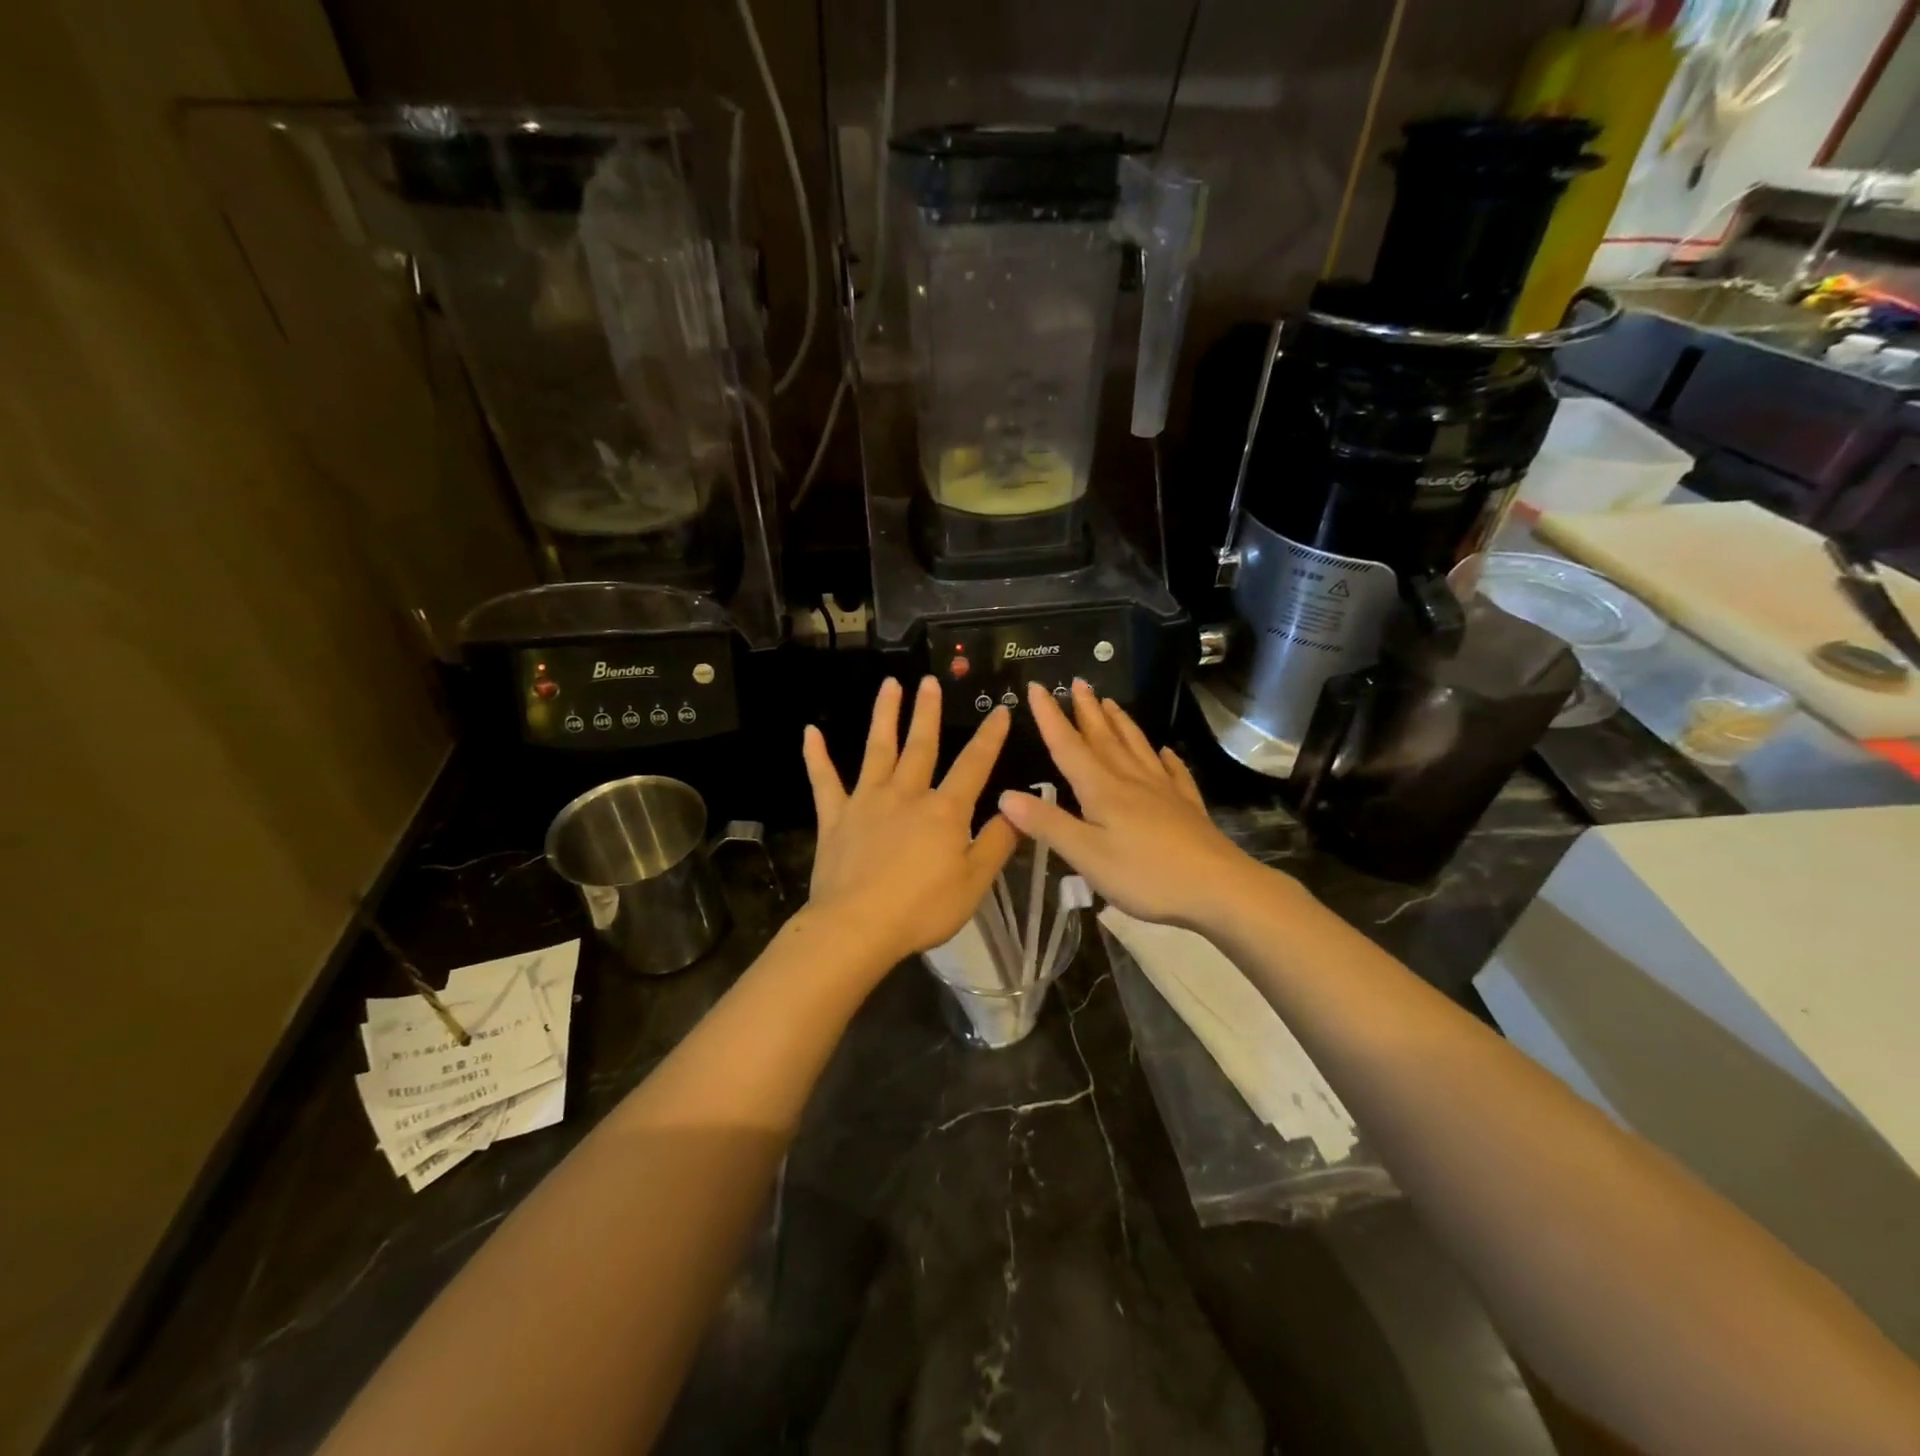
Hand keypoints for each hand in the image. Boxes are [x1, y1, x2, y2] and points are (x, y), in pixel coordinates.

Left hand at [800, 677, 1018, 966]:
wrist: (857, 927)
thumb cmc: (922, 909)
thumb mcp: (974, 882)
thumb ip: (997, 842)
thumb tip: (1018, 808)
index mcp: (944, 811)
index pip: (974, 765)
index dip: (990, 737)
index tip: (1001, 709)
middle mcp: (906, 794)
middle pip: (921, 746)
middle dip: (928, 712)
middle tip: (930, 681)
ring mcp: (866, 802)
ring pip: (877, 749)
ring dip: (884, 716)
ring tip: (889, 685)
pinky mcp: (834, 817)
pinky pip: (824, 781)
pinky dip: (816, 756)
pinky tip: (810, 732)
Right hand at [997, 681, 1270, 929]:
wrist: (1218, 889)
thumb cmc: (1146, 875)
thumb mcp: (1086, 855)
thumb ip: (1047, 824)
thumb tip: (1005, 795)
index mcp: (1102, 790)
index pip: (1068, 746)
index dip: (1050, 717)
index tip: (1038, 687)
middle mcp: (1131, 781)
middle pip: (1104, 738)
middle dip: (1087, 711)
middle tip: (1078, 681)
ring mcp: (1163, 792)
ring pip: (1137, 748)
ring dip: (1121, 723)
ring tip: (1111, 702)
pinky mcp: (1186, 807)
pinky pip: (1174, 773)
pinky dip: (1167, 759)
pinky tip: (1166, 752)